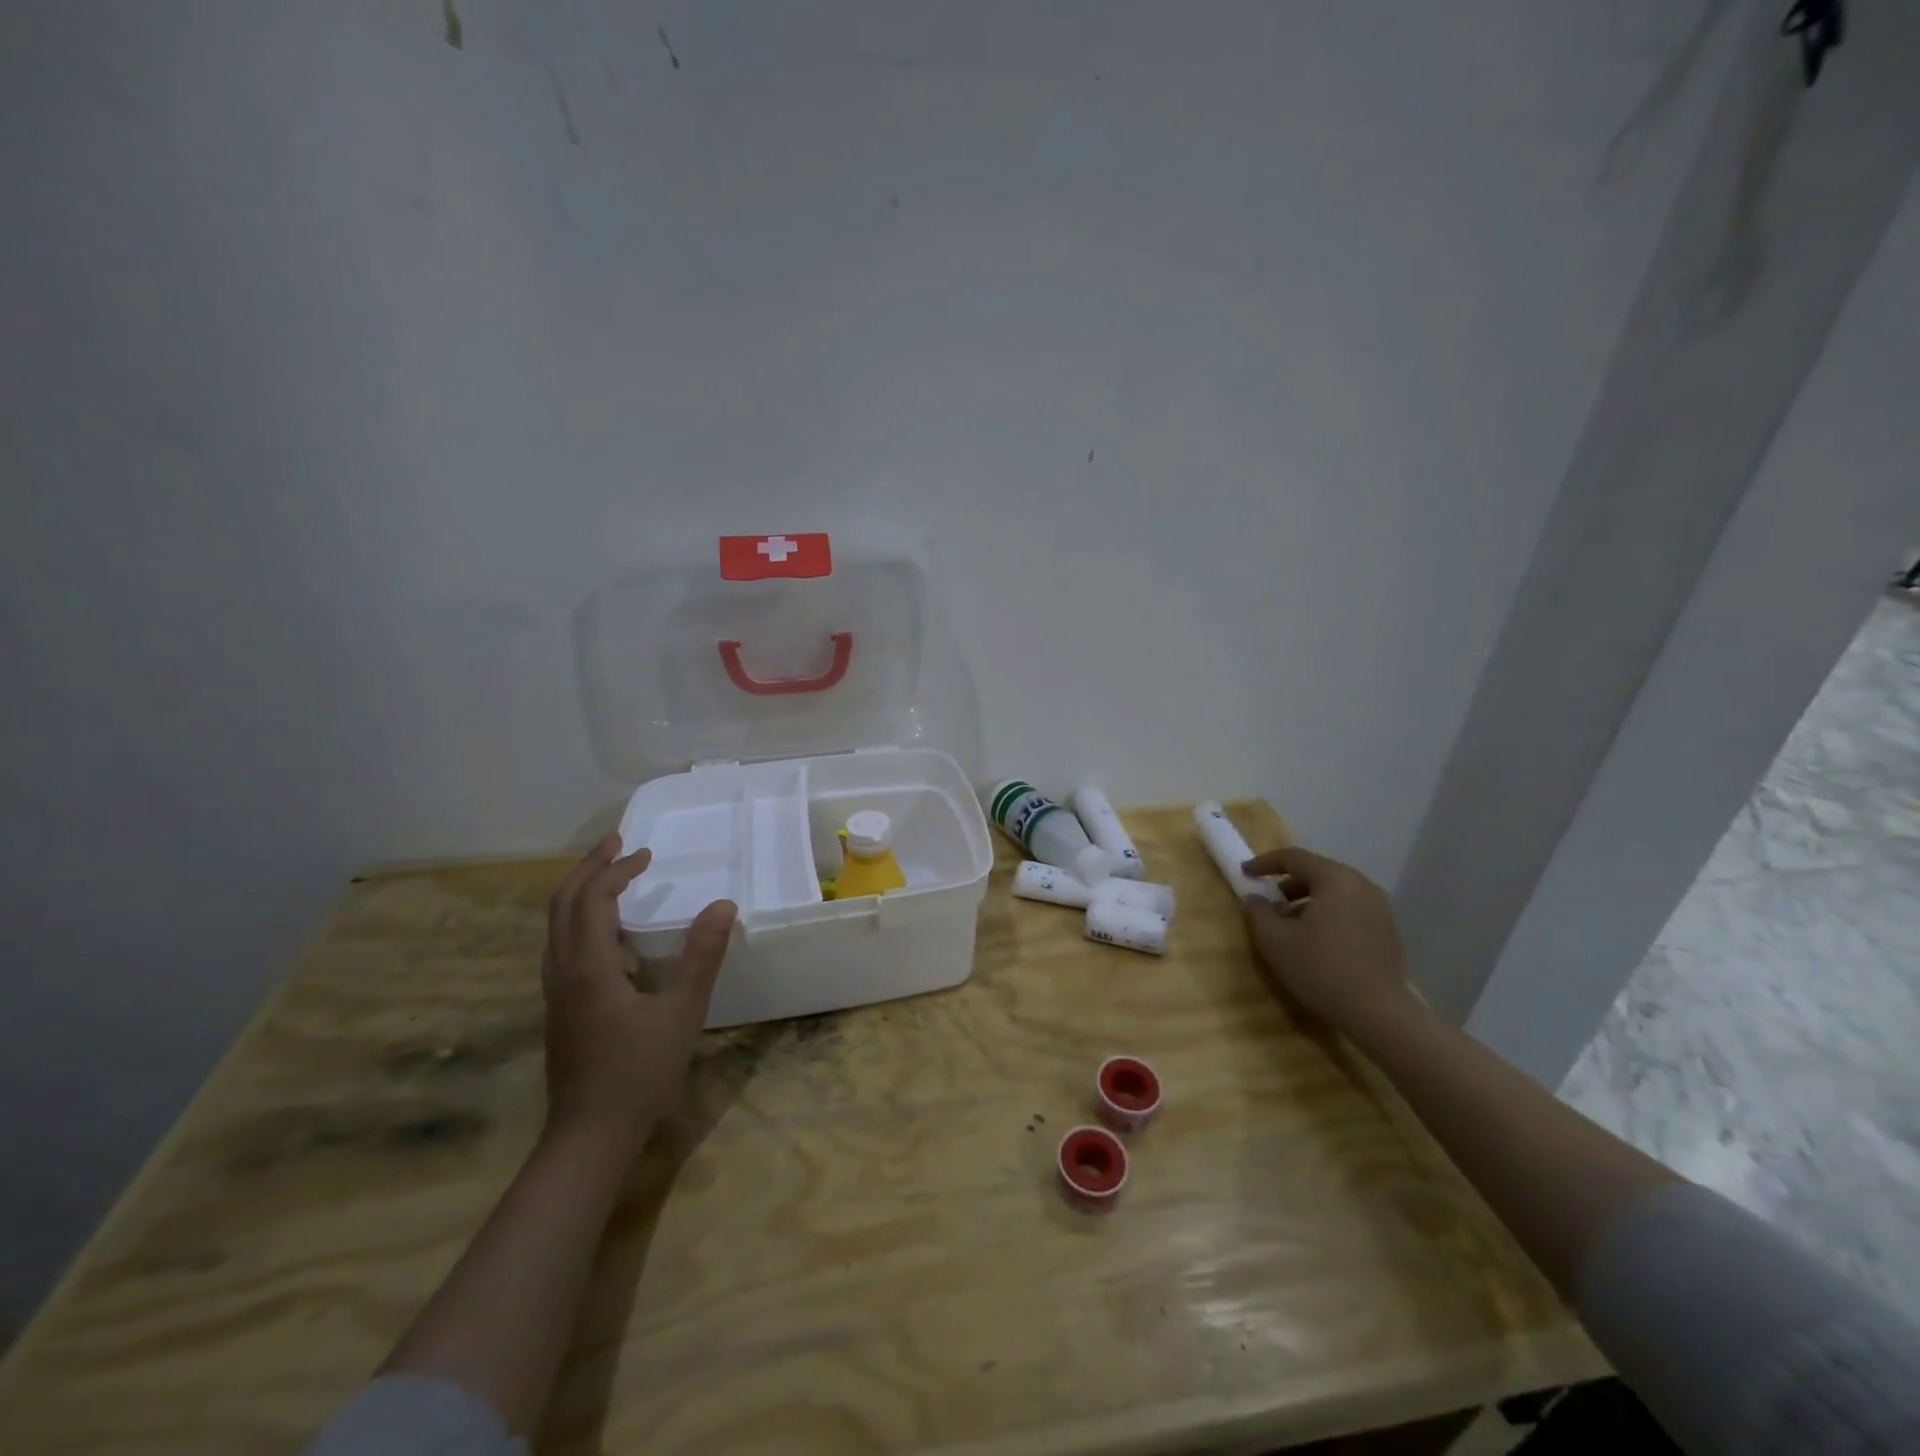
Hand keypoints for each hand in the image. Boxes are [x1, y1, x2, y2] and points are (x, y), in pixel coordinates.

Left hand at [541, 833, 736, 1162]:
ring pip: (556, 927)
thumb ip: (702, 956)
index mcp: (589, 967)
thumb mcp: (682, 1013)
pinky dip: (581, 921)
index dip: (618, 870)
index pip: (593, 899)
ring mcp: (556, 992)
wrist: (588, 1136)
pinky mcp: (560, 1009)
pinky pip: (562, 947)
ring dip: (580, 893)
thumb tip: (723, 904)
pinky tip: (611, 936)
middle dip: (589, 869)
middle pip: (562, 904)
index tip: (648, 855)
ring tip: (612, 878)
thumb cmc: (639, 1073)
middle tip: (618, 844)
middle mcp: (563, 971)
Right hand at [1240, 846, 1410, 1026]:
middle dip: (1287, 884)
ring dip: (1308, 901)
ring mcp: (1380, 907)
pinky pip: (1350, 908)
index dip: (1265, 863)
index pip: (1294, 857)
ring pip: (1335, 892)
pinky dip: (1329, 914)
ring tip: (1290, 925)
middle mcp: (1361, 884)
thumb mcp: (1275, 941)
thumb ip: (1258, 912)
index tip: (1245, 873)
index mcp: (1335, 879)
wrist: (1378, 1013)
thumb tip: (1254, 898)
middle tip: (1268, 902)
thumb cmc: (1321, 969)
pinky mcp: (1388, 929)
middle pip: (1317, 872)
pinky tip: (1317, 940)